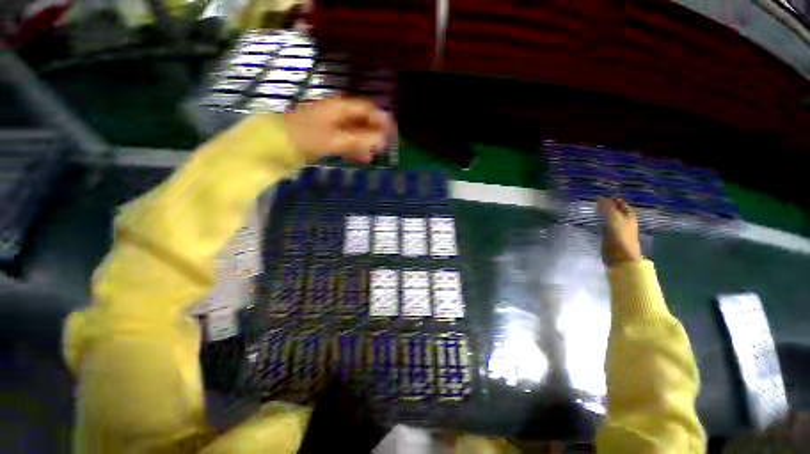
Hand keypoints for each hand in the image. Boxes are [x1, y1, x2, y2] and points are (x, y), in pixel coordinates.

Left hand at [284, 96, 395, 162]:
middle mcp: (336, 114)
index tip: (393, 131)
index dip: (380, 119)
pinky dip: (355, 149)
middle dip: (375, 132)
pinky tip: (363, 158)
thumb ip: (360, 140)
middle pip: (361, 120)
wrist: (274, 145)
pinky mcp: (324, 139)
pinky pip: (345, 142)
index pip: (366, 109)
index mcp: (339, 108)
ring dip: (366, 142)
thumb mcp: (335, 139)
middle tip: (387, 145)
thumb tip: (382, 140)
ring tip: (377, 154)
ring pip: (354, 132)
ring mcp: (329, 127)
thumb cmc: (306, 138)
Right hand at [597, 197, 642, 265]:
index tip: (600, 196)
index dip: (611, 199)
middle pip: (615, 210)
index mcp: (628, 215)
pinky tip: (594, 221)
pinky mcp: (611, 236)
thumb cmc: (620, 236)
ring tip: (592, 210)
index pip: (620, 203)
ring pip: (610, 218)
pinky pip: (605, 225)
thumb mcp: (613, 219)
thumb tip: (599, 197)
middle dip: (607, 206)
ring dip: (603, 214)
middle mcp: (625, 221)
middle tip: (594, 202)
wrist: (621, 256)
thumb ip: (606, 208)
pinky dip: (600, 221)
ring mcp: (618, 229)